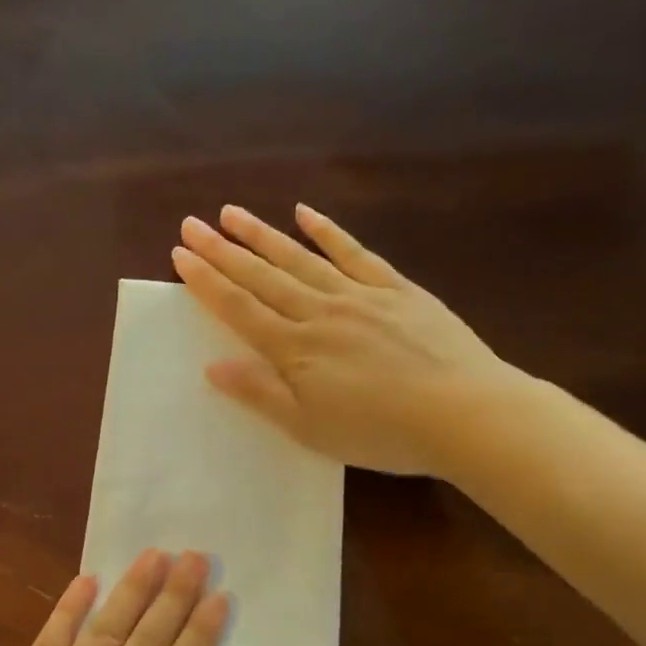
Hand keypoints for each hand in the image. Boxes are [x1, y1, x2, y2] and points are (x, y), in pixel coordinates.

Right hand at [172, 203, 532, 478]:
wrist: (465, 414)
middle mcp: (320, 312)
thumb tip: (212, 366)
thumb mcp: (309, 427)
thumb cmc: (380, 432)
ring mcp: (359, 295)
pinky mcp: (397, 289)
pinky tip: (305, 213)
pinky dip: (328, 232)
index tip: (180, 255)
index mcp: (295, 349)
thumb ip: (260, 393)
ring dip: (263, 234)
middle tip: (192, 223)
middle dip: (223, 251)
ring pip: (300, 258)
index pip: (239, 309)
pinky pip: (355, 253)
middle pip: (262, 277)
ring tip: (232, 213)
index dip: (207, 282)